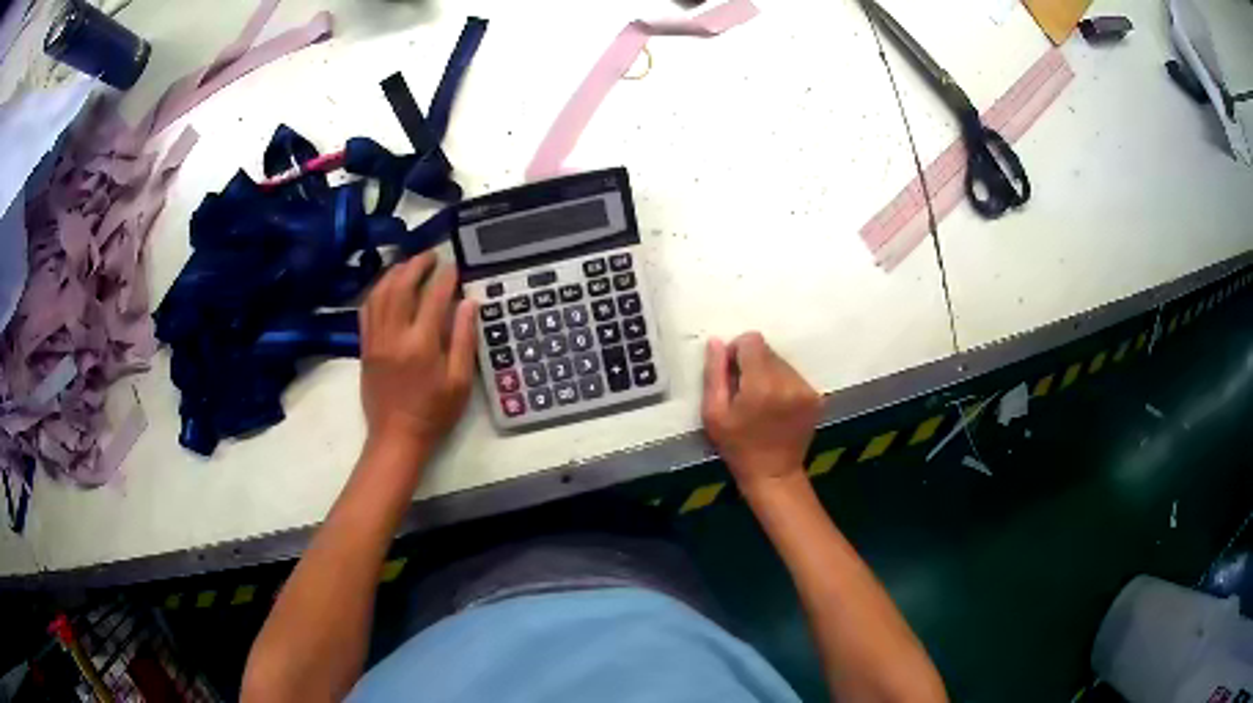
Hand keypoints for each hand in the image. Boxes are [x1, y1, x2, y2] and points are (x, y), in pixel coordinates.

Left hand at [359, 253, 476, 462]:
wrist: (397, 437)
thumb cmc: (434, 413)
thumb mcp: (459, 381)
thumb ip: (463, 339)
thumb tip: (468, 302)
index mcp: (421, 343)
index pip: (433, 296)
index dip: (445, 276)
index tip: (454, 266)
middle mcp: (394, 334)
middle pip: (401, 286)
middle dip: (416, 265)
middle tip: (431, 256)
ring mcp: (375, 339)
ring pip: (380, 293)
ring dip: (394, 273)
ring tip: (408, 264)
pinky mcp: (365, 346)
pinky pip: (366, 309)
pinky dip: (376, 291)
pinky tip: (386, 286)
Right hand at [702, 333, 820, 494]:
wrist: (773, 474)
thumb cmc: (737, 447)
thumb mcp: (714, 414)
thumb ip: (714, 374)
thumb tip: (717, 342)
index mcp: (761, 384)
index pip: (752, 341)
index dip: (737, 351)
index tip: (732, 373)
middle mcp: (788, 381)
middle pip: (768, 351)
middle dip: (753, 364)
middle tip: (745, 391)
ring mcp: (806, 389)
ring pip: (782, 362)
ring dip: (769, 374)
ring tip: (761, 401)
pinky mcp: (816, 397)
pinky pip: (794, 376)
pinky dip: (783, 385)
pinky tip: (777, 407)